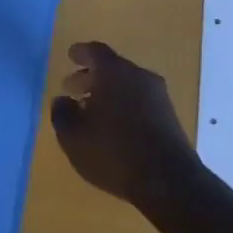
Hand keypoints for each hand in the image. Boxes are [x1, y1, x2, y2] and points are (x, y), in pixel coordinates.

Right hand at [49, 41, 197, 206]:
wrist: (168, 180)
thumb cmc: (113, 152)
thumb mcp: (74, 137)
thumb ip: (62, 114)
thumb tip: (62, 100)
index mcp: (115, 72)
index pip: (96, 52)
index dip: (81, 52)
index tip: (71, 56)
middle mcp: (139, 76)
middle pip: (113, 68)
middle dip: (91, 76)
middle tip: (73, 88)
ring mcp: (158, 96)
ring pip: (128, 85)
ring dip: (108, 93)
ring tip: (91, 111)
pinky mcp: (170, 116)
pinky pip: (140, 101)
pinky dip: (124, 105)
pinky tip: (113, 126)